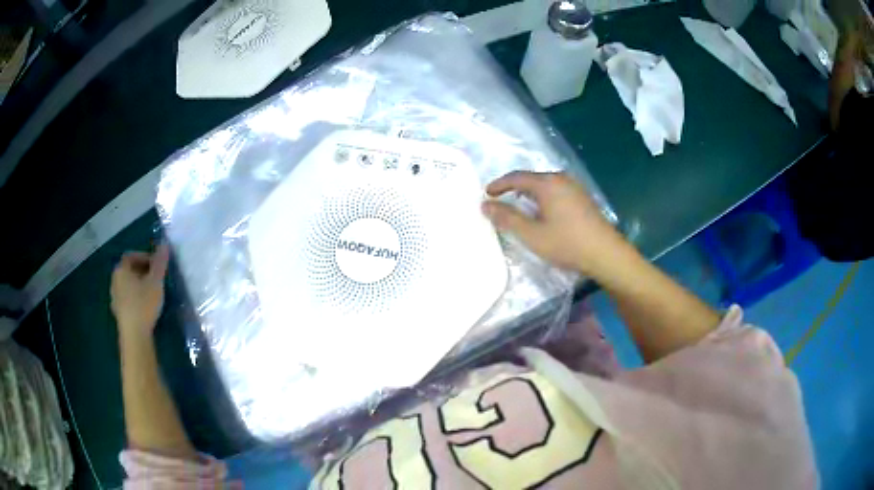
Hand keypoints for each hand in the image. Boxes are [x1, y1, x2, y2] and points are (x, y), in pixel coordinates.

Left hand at [111, 244, 169, 336]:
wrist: (134, 335)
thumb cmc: (144, 304)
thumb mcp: (156, 281)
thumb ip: (160, 263)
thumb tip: (164, 244)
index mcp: (121, 269)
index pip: (132, 255)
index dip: (145, 257)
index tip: (157, 266)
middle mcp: (115, 280)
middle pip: (129, 270)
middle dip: (142, 271)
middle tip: (156, 279)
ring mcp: (114, 297)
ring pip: (127, 285)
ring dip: (138, 285)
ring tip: (151, 294)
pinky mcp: (118, 312)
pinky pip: (127, 298)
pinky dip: (135, 298)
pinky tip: (145, 307)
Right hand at [482, 171, 632, 276]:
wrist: (606, 254)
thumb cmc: (567, 243)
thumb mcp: (532, 234)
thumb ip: (507, 218)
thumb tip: (485, 205)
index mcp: (547, 183)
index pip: (517, 177)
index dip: (499, 184)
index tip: (486, 194)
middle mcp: (561, 179)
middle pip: (532, 179)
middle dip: (514, 188)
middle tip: (500, 200)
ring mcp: (575, 188)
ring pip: (545, 185)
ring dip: (529, 194)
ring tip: (518, 206)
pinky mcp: (583, 198)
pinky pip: (556, 191)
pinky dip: (543, 198)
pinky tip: (543, 212)